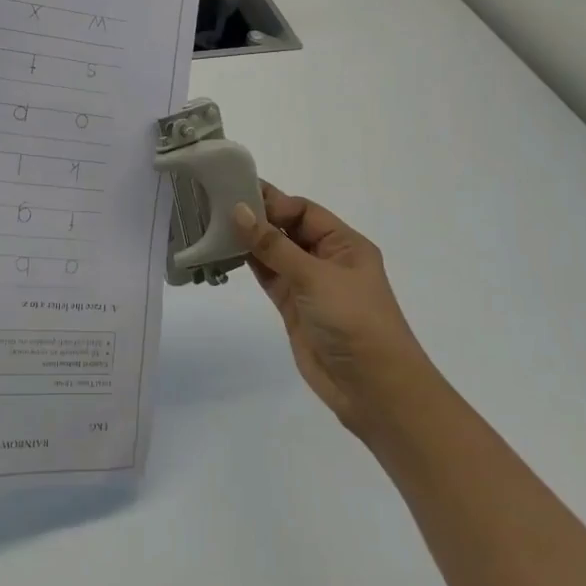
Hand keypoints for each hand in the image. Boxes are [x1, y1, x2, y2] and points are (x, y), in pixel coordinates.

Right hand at [232, 183, 427, 439]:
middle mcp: (326, 259)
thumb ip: (273, 245)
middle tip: (216, 203)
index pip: (304, 211)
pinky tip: (224, 251)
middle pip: (287, 228)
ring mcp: (308, 284)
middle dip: (257, 217)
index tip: (236, 196)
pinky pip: (268, 276)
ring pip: (274, 253)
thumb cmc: (354, 321)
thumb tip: (239, 210)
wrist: (374, 389)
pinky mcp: (292, 307)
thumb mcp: (315, 276)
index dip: (273, 202)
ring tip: (212, 223)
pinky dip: (248, 264)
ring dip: (248, 240)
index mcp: (344, 244)